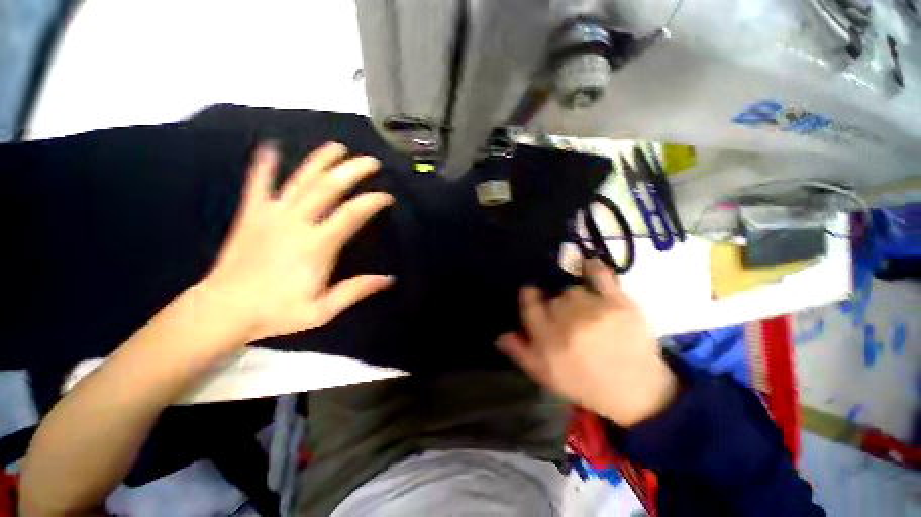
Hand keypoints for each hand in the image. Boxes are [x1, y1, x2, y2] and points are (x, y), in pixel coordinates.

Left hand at [200, 142, 394, 344]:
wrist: (222, 311)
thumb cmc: (276, 312)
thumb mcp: (322, 310)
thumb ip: (356, 290)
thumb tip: (389, 279)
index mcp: (317, 245)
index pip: (352, 214)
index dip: (373, 201)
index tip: (387, 197)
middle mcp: (296, 222)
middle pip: (328, 187)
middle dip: (352, 170)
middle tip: (370, 162)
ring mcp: (271, 215)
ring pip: (299, 179)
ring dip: (320, 160)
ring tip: (337, 147)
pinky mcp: (251, 214)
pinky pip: (258, 184)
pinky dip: (264, 165)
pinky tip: (271, 148)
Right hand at [498, 259, 676, 426]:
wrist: (638, 393)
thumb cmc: (587, 384)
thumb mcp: (547, 376)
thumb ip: (521, 353)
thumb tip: (501, 334)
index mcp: (548, 341)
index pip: (529, 305)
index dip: (529, 295)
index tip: (533, 294)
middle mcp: (568, 323)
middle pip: (553, 298)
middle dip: (556, 306)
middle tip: (568, 320)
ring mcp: (594, 311)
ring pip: (573, 290)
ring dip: (576, 299)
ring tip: (587, 313)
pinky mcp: (619, 303)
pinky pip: (601, 275)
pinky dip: (593, 267)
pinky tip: (588, 265)